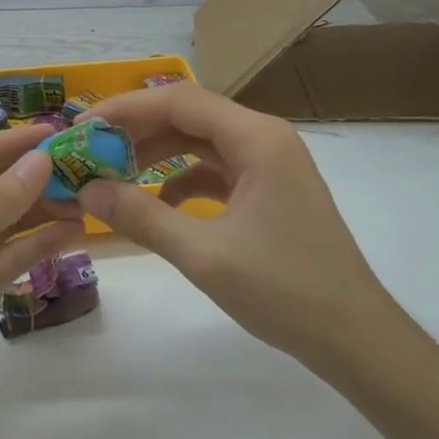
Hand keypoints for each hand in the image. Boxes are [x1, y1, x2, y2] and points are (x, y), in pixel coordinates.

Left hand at [0, 125, 85, 438]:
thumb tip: (42, 161)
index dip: (7, 142)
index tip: (55, 134)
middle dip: (28, 173)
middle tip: (80, 165)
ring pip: (4, 220)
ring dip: (41, 207)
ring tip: (86, 197)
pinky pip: (10, 255)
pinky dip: (39, 243)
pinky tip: (72, 232)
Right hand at [76, 84, 403, 378]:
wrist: (355, 337)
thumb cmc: (285, 290)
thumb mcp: (204, 254)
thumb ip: (142, 217)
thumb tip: (87, 191)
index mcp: (257, 138)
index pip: (179, 100)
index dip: (126, 108)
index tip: (83, 127)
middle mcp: (265, 138)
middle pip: (189, 116)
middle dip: (137, 131)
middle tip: (91, 152)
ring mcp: (270, 164)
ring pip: (201, 142)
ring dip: (157, 154)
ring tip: (113, 175)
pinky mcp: (270, 190)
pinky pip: (216, 170)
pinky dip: (182, 180)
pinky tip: (157, 205)